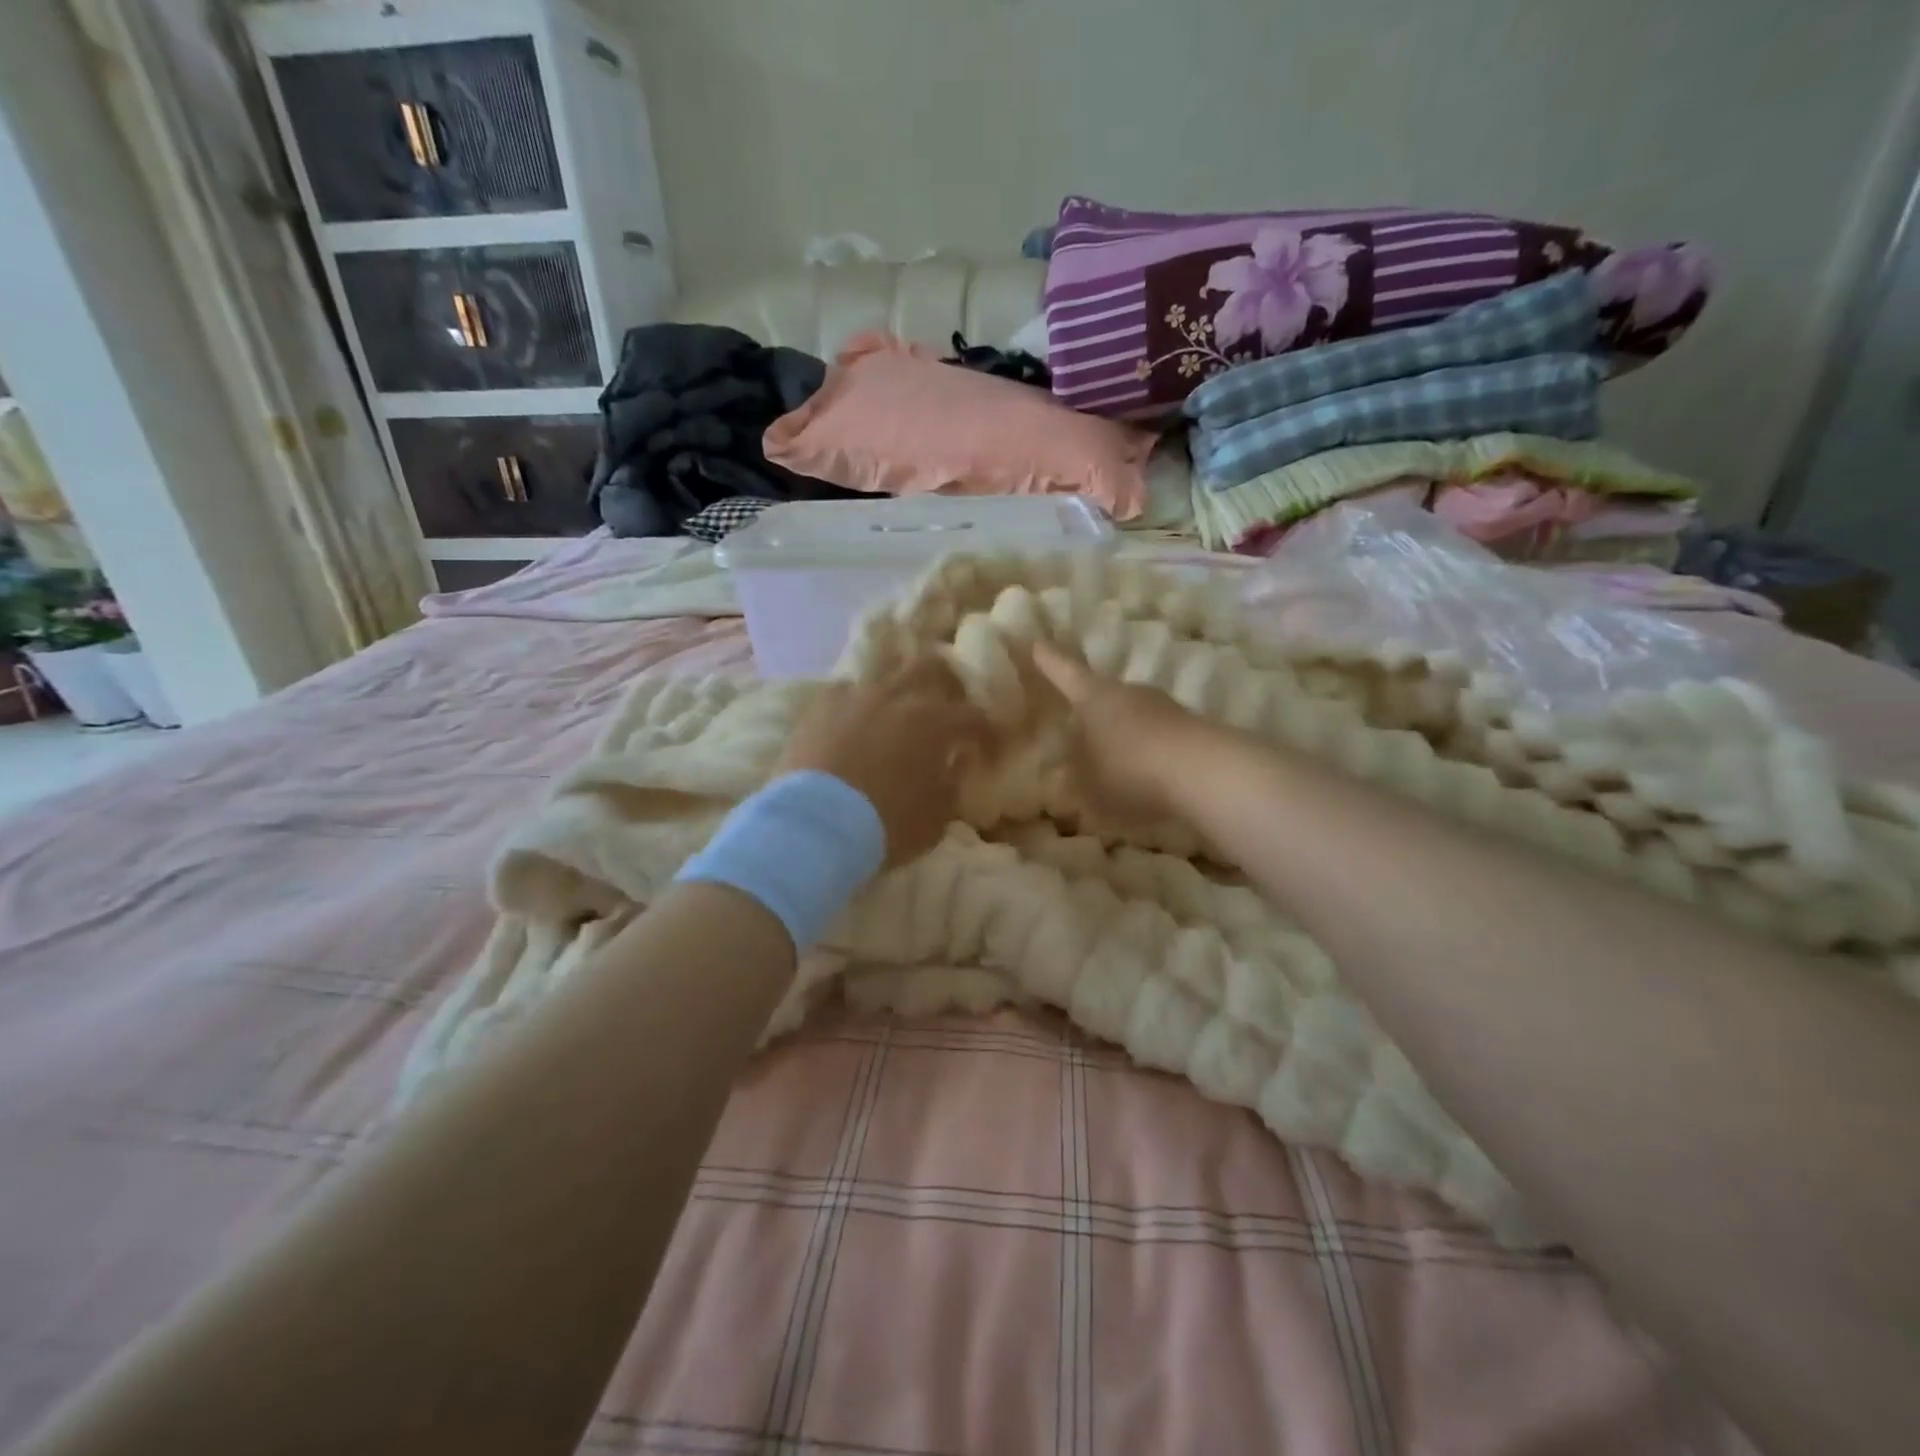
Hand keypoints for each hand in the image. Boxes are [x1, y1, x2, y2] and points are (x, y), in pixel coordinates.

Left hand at [777, 659, 989, 867]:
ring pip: (884, 669)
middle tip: (945, 704)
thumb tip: (952, 766)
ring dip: (897, 683)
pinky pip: (845, 690)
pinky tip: (854, 718)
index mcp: (934, 722)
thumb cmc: (884, 827)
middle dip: (945, 681)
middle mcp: (897, 696)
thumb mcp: (934, 820)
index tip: (987, 748)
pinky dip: (857, 701)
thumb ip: (950, 787)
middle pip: (930, 666)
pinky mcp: (819, 707)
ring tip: (897, 704)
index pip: (974, 716)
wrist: (813, 828)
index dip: (986, 731)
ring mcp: (855, 696)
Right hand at [1030, 642, 1204, 824]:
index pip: (1065, 672)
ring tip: (1112, 760)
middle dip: (1091, 708)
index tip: (1037, 642)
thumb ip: (1073, 774)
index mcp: (1094, 696)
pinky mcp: (1194, 731)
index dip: (1049, 660)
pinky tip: (1146, 776)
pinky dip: (1149, 753)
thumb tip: (1067, 765)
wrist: (1204, 773)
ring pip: (1134, 717)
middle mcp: (1129, 693)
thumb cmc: (1128, 770)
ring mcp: (1165, 708)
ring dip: (1122, 734)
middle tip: (1077, 722)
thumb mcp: (1085, 783)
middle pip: (1103, 694)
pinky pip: (1159, 739)